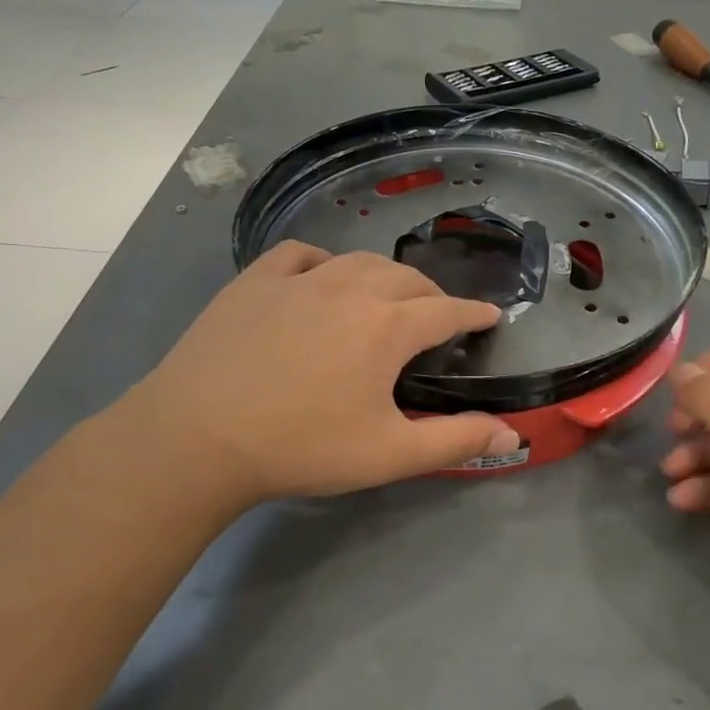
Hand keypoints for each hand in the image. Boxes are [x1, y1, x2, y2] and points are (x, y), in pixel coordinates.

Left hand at [121, 242, 520, 507]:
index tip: (490, 317)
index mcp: (387, 326)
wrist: (198, 437)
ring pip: (358, 261)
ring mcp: (298, 279)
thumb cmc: (302, 447)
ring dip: (385, 276)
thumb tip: (511, 436)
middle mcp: (349, 288)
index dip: (473, 314)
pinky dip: (324, 261)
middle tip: (438, 317)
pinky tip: (321, 276)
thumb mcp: (389, 454)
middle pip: (406, 279)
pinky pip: (300, 255)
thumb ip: (455, 441)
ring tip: (388, 296)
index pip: (446, 310)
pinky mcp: (254, 281)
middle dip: (432, 294)